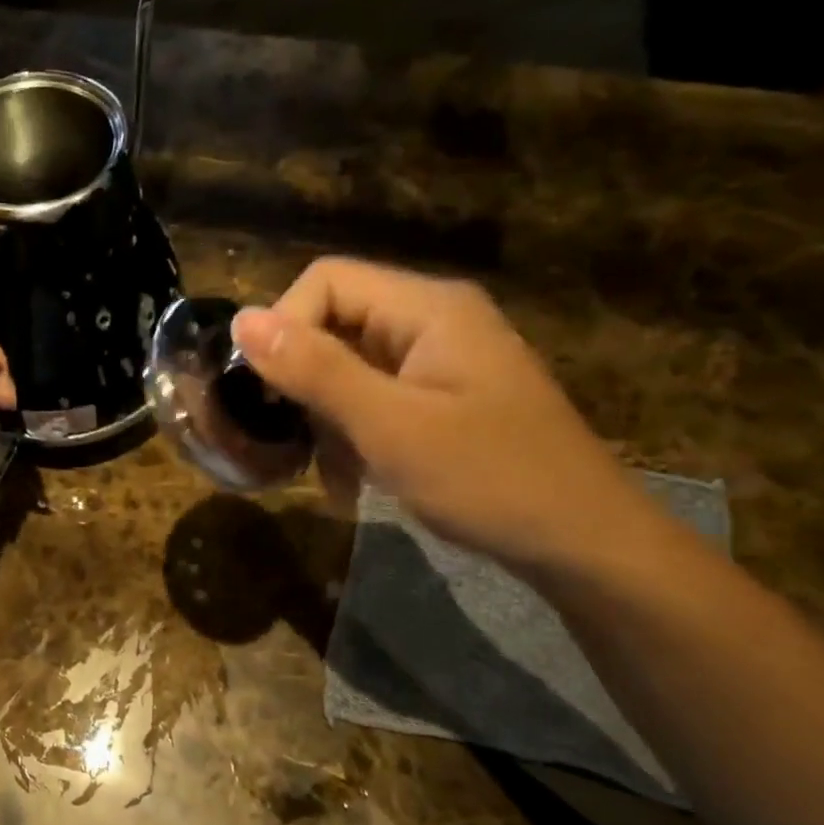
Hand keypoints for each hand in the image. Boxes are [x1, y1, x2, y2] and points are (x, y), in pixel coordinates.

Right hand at [230, 258, 659, 575]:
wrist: (582, 543)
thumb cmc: (488, 478)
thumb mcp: (389, 425)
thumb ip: (315, 369)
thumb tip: (241, 319)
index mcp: (427, 308)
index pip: (326, 281)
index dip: (283, 326)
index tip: (263, 391)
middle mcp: (432, 322)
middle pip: (335, 323)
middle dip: (301, 381)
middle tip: (285, 438)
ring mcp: (439, 363)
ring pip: (348, 368)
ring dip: (323, 418)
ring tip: (322, 474)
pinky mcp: (441, 400)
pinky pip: (374, 400)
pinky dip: (352, 436)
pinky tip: (347, 484)